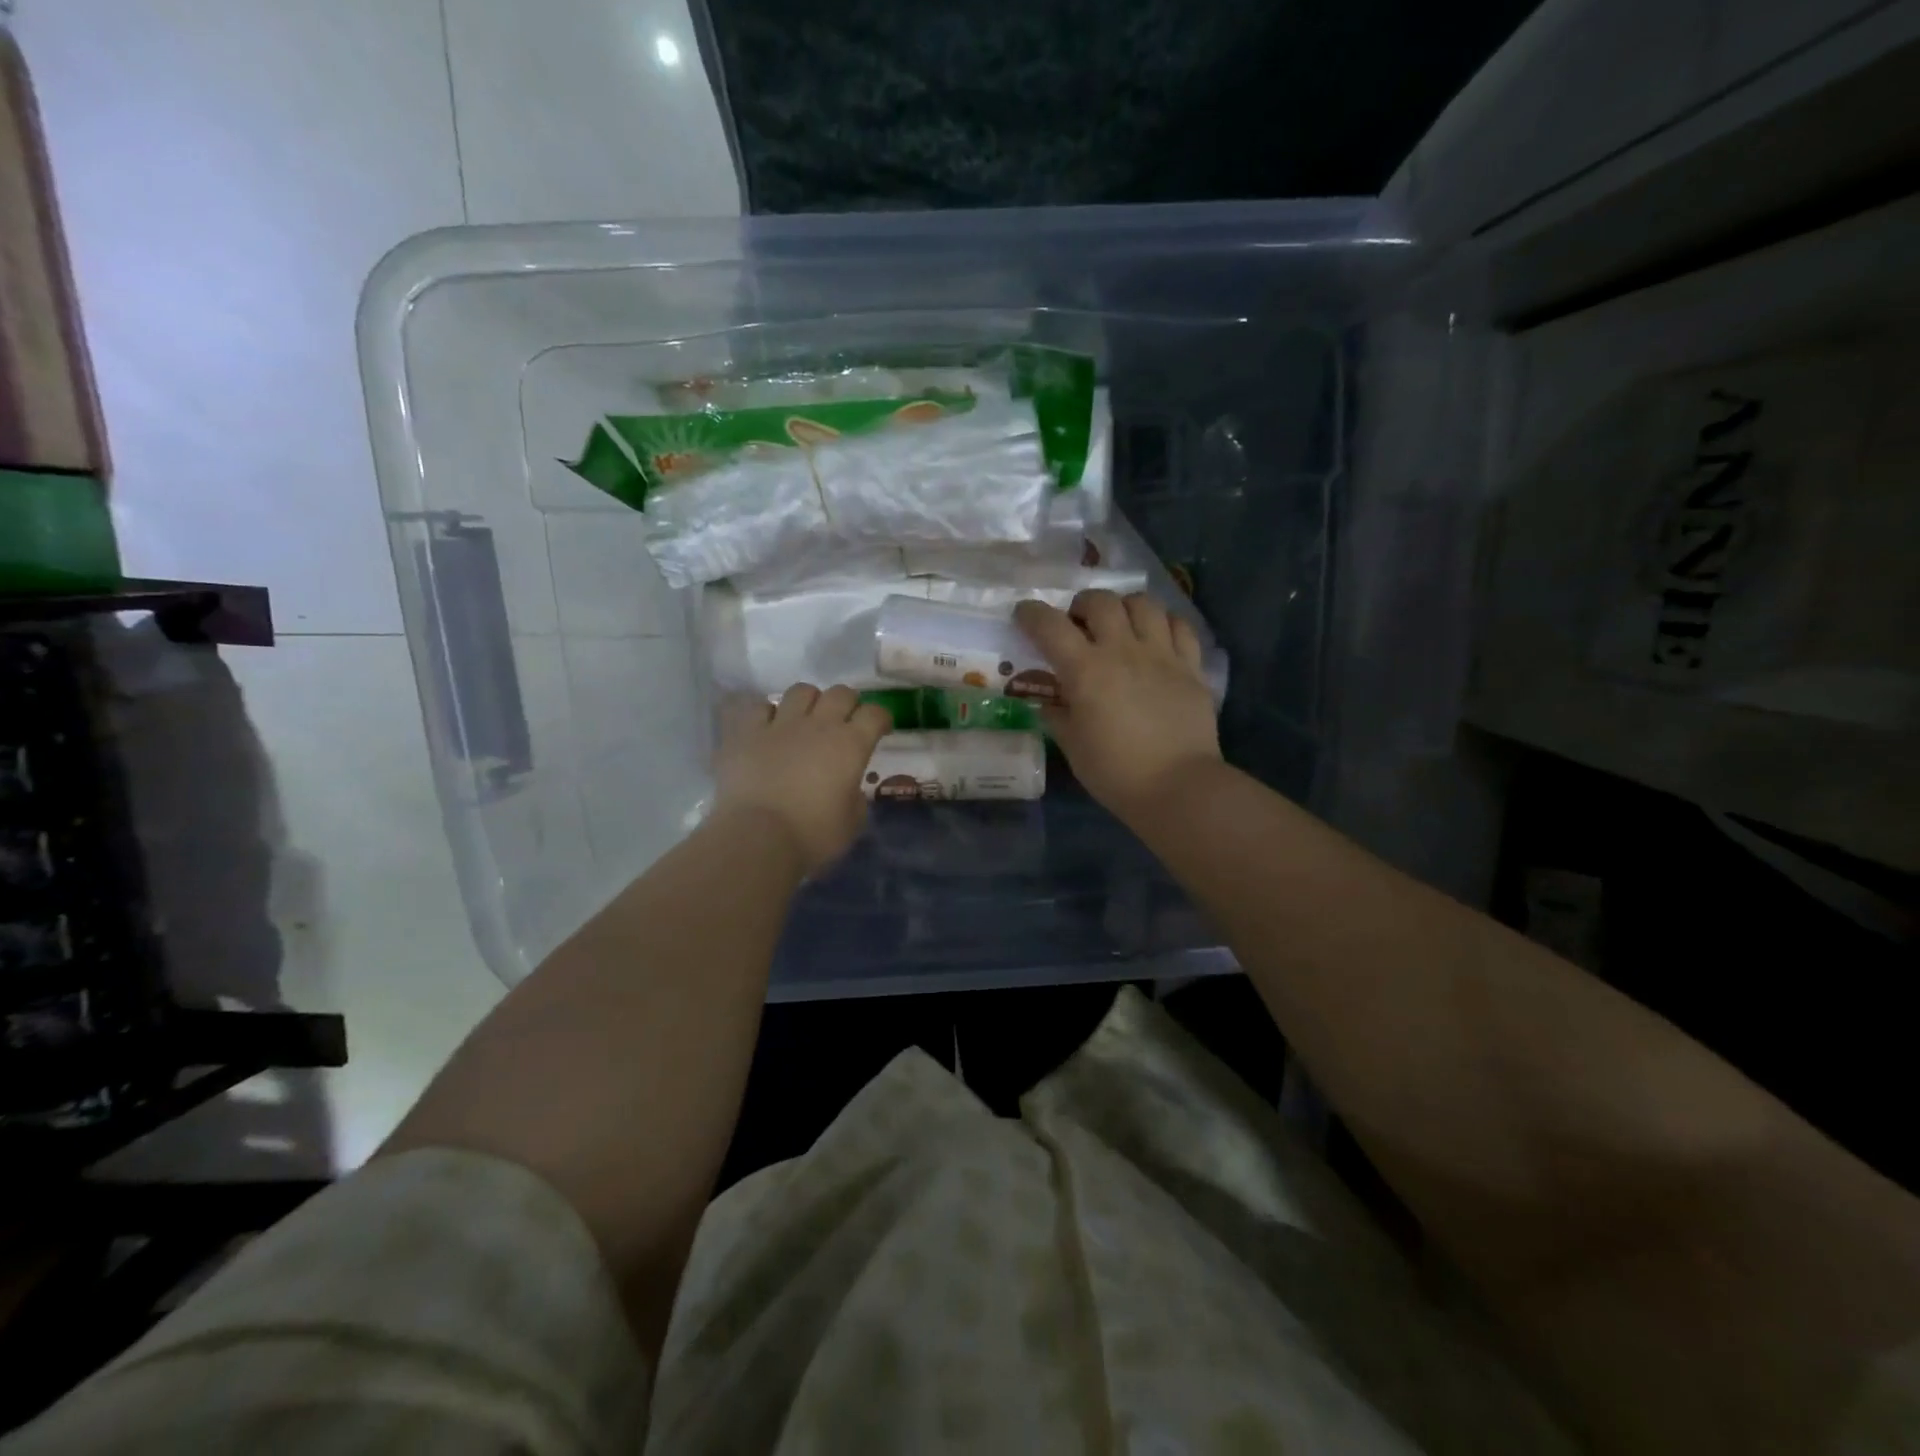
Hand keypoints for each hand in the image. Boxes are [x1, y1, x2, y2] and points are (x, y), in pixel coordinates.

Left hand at [713, 685, 891, 875]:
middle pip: (841, 693)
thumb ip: (855, 797)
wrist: (758, 837)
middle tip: (845, 722)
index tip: (881, 729)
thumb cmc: (813, 835)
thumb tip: (848, 789)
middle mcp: (819, 725)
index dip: (881, 718)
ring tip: (806, 719)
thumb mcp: (852, 822)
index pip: (875, 714)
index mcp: (851, 745)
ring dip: (809, 702)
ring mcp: (780, 724)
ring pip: (801, 691)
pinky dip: (767, 714)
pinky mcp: (746, 732)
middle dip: (848, 703)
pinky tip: (768, 728)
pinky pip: (759, 707)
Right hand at [1014, 591, 1220, 821]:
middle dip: (1081, 605)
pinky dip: (1164, 623)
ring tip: (1119, 625)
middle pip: (1100, 601)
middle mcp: (1122, 650)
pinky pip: (1179, 626)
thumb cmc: (1115, 772)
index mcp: (1085, 670)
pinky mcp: (1191, 666)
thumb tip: (1050, 701)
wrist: (1178, 788)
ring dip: (1123, 607)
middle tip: (1077, 624)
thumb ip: (1058, 715)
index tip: (1024, 615)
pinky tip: (1156, 637)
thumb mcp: (1073, 747)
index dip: (1032, 614)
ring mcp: (1161, 654)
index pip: (1050, 626)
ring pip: (1143, 603)